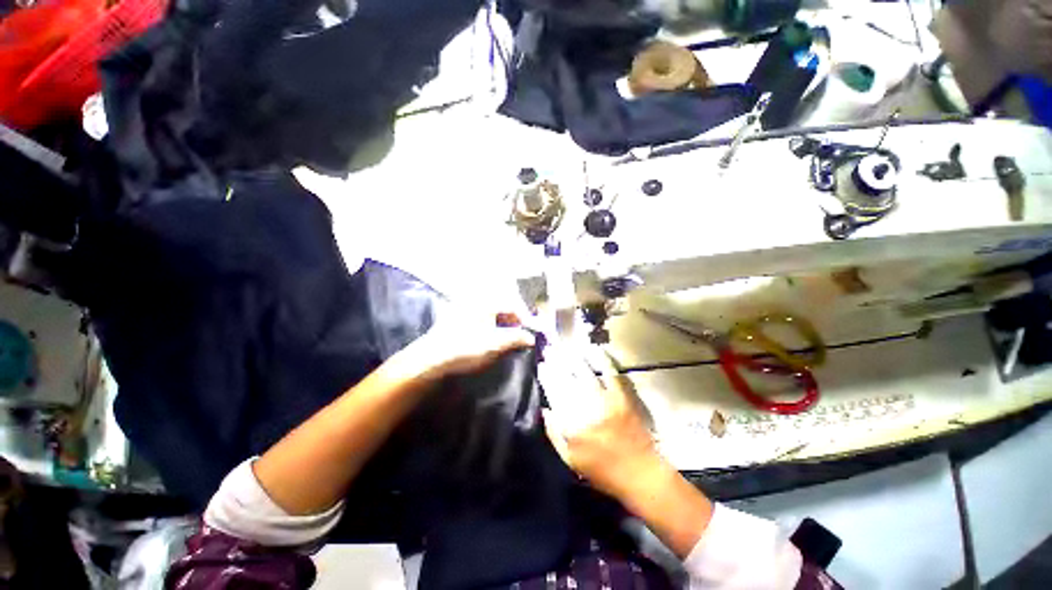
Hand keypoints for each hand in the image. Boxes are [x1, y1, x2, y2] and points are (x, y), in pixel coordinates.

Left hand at [413, 309, 533, 379]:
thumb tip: (531, 338)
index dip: (523, 318)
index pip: (512, 305)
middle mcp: (474, 300)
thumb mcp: (496, 344)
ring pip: (488, 313)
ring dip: (499, 323)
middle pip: (500, 307)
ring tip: (503, 338)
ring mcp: (461, 308)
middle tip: (516, 336)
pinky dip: (486, 325)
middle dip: (511, 321)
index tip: (528, 333)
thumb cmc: (466, 348)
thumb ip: (516, 338)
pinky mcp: (452, 318)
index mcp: (486, 302)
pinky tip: (485, 338)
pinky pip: (477, 318)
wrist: (430, 359)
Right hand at [539, 345, 664, 500]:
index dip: (546, 377)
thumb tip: (545, 409)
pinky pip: (610, 373)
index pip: (554, 394)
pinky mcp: (622, 397)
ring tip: (565, 347)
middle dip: (556, 363)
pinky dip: (602, 360)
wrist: (640, 474)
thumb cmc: (602, 471)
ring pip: (584, 373)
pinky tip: (594, 350)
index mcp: (571, 426)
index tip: (541, 365)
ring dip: (573, 358)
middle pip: (566, 380)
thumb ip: (554, 434)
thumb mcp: (570, 460)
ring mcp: (605, 401)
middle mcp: (585, 409)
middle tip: (550, 350)